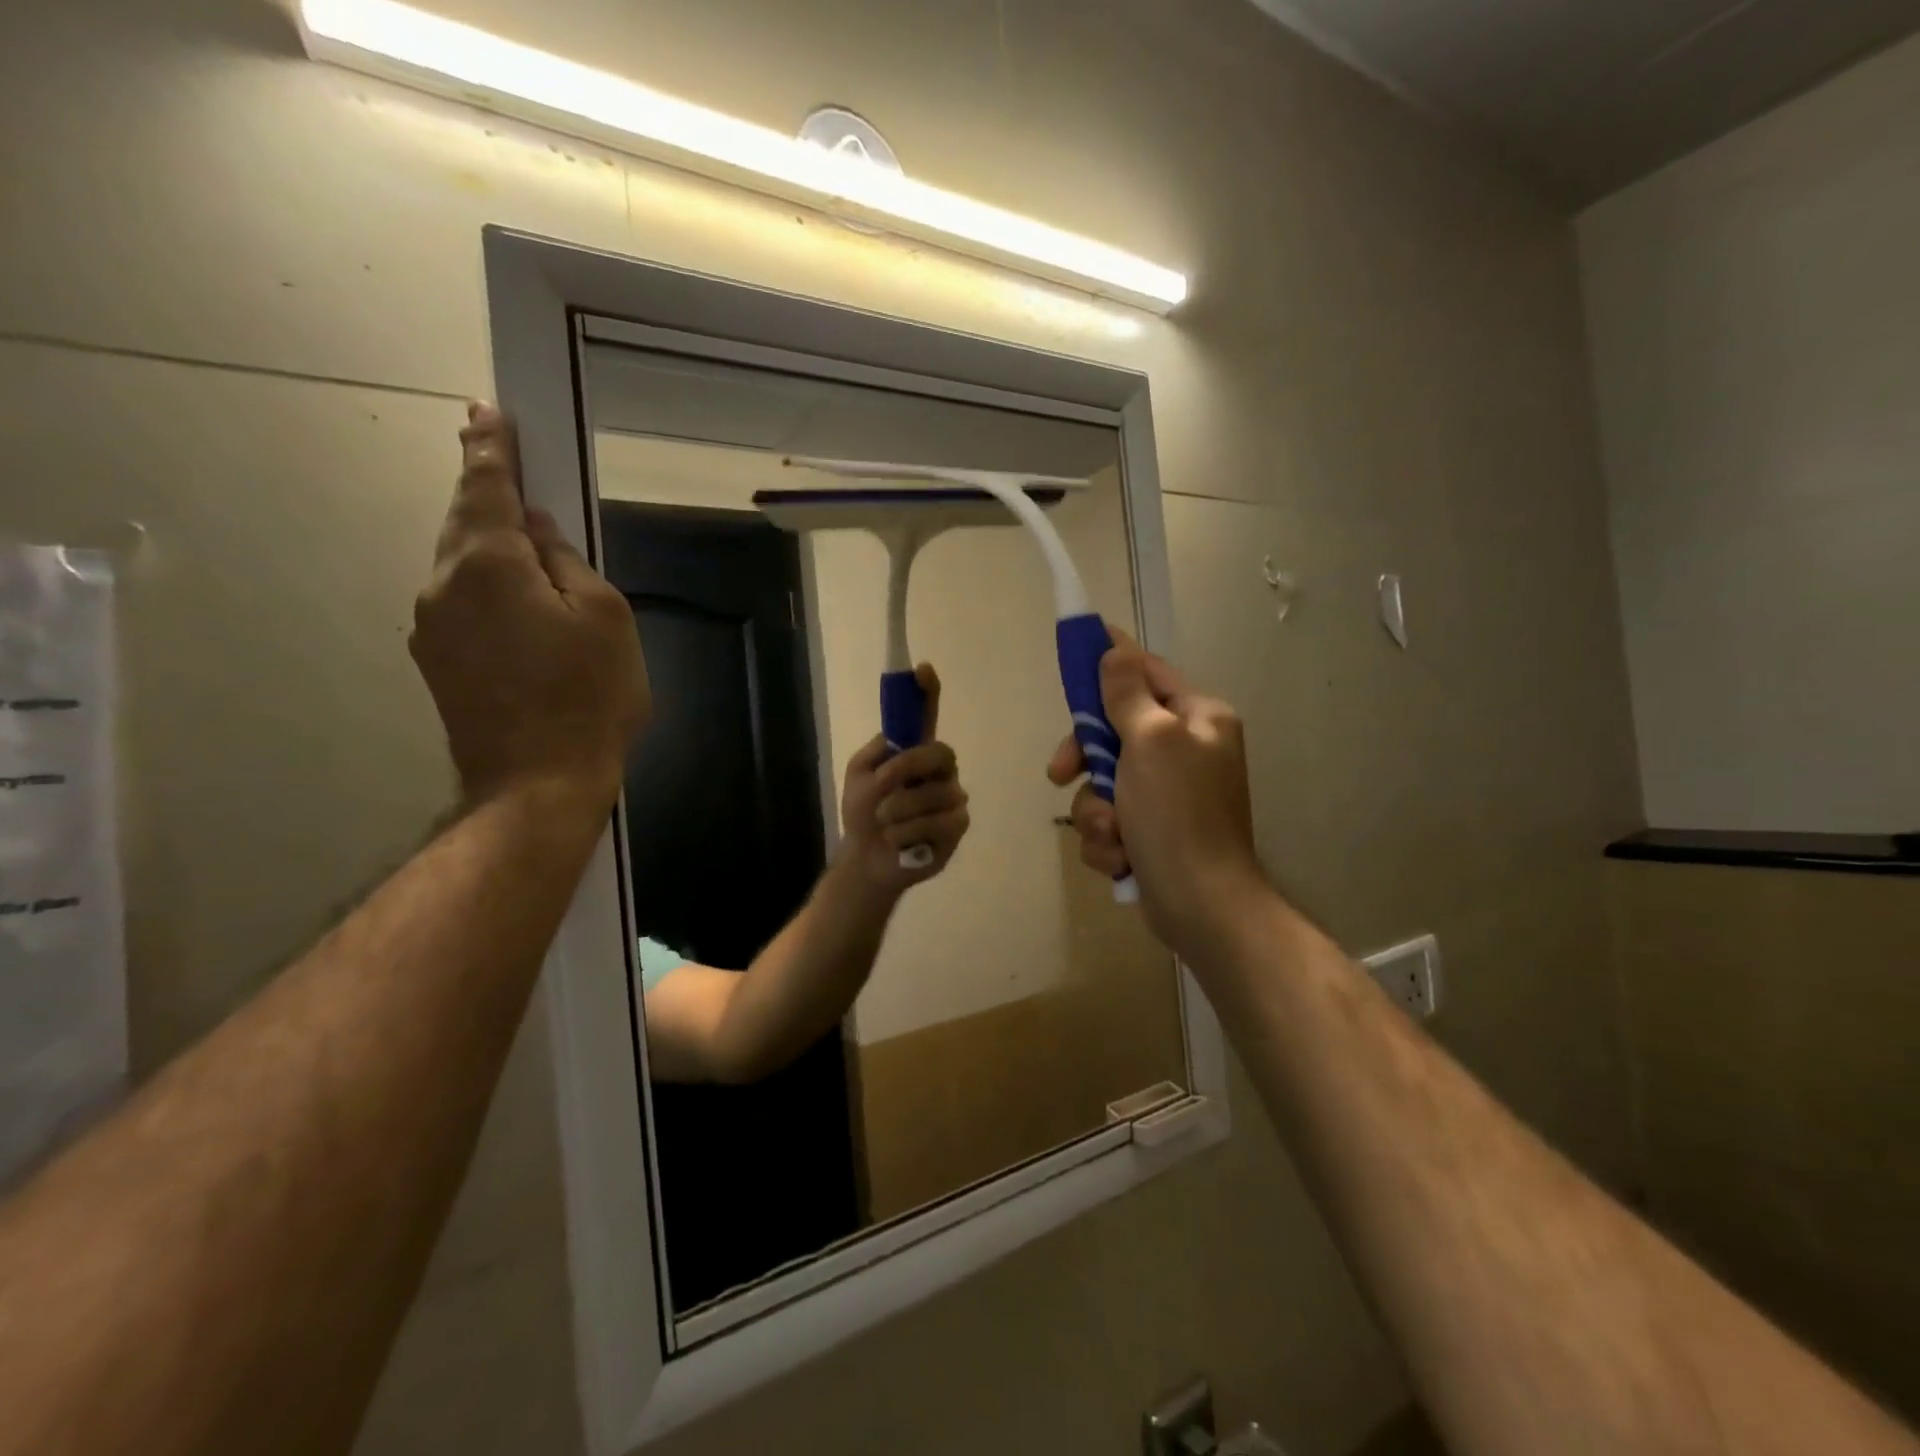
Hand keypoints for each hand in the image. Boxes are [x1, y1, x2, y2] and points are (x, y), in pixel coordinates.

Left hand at [410, 403, 650, 809]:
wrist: (537, 783)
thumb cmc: (588, 695)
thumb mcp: (605, 617)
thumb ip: (567, 562)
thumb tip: (537, 531)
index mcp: (490, 564)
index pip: (488, 488)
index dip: (491, 449)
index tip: (486, 412)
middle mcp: (445, 584)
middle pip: (467, 524)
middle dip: (487, 493)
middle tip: (504, 463)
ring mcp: (433, 626)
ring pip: (463, 566)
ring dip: (490, 547)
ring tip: (527, 550)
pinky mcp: (438, 662)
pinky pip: (463, 603)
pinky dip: (488, 589)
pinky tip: (520, 609)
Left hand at [839, 663, 970, 894]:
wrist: (866, 859)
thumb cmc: (863, 815)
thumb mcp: (859, 777)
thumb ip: (875, 753)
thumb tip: (897, 738)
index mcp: (915, 754)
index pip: (927, 718)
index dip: (928, 693)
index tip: (923, 669)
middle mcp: (940, 771)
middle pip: (938, 753)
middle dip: (906, 768)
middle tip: (882, 784)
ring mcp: (952, 799)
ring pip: (933, 794)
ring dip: (897, 810)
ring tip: (884, 824)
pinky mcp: (956, 828)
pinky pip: (936, 822)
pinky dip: (906, 833)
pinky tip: (899, 841)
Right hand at [1048, 629, 1264, 954]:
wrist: (1200, 906)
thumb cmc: (1178, 814)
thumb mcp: (1152, 741)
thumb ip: (1127, 694)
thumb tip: (1115, 651)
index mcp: (1197, 719)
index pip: (1147, 673)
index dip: (1110, 663)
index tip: (1076, 652)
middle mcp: (1184, 751)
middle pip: (1113, 732)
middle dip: (1086, 760)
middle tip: (1060, 773)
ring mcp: (1167, 795)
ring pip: (1102, 783)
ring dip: (1096, 812)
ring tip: (1114, 835)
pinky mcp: (1150, 833)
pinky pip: (1109, 821)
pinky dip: (1108, 841)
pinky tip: (1122, 859)